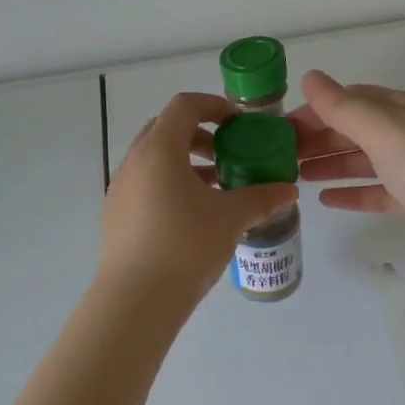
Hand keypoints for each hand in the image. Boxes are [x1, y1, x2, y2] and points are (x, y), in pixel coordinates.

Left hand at [98, 92, 297, 307]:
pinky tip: (192, 218)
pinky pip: (145, 187)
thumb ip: (262, 198)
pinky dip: (169, 187)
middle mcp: (133, 162)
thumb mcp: (232, 218)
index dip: (214, 106)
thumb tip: (289, 190)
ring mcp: (119, 190)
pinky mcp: (115, 216)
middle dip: (199, 136)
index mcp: (159, 149)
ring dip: (185, 165)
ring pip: (154, 162)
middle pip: (166, 131)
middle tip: (227, 155)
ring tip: (216, 190)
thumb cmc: (186, 245)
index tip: (238, 123)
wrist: (137, 299)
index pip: (184, 106)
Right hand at [289, 70, 404, 273]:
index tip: (280, 130)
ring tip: (296, 177)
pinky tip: (327, 200)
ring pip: (364, 161)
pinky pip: (377, 191)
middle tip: (281, 158)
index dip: (315, 111)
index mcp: (402, 108)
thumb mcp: (382, 129)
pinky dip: (352, 192)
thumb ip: (343, 106)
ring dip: (330, 164)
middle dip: (318, 139)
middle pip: (355, 129)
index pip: (350, 99)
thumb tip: (310, 78)